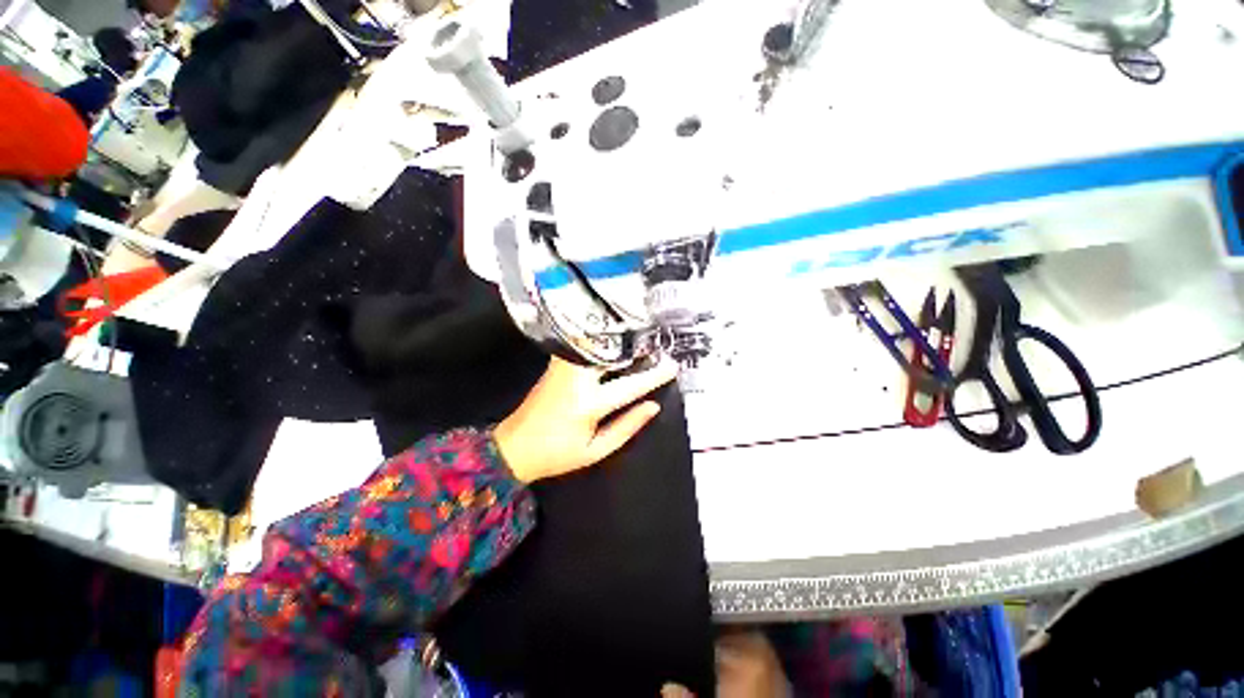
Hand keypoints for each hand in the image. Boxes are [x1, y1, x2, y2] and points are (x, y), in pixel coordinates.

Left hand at [494, 356, 677, 482]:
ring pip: (595, 345)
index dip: (654, 375)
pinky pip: (583, 347)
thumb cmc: (556, 454)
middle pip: (611, 354)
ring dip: (618, 341)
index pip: (629, 385)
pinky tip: (613, 344)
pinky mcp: (556, 364)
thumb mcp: (595, 451)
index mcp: (587, 404)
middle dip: (636, 347)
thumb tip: (653, 406)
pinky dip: (600, 343)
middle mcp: (575, 378)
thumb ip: (627, 427)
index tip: (672, 365)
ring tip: (639, 341)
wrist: (513, 446)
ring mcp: (563, 367)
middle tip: (657, 345)